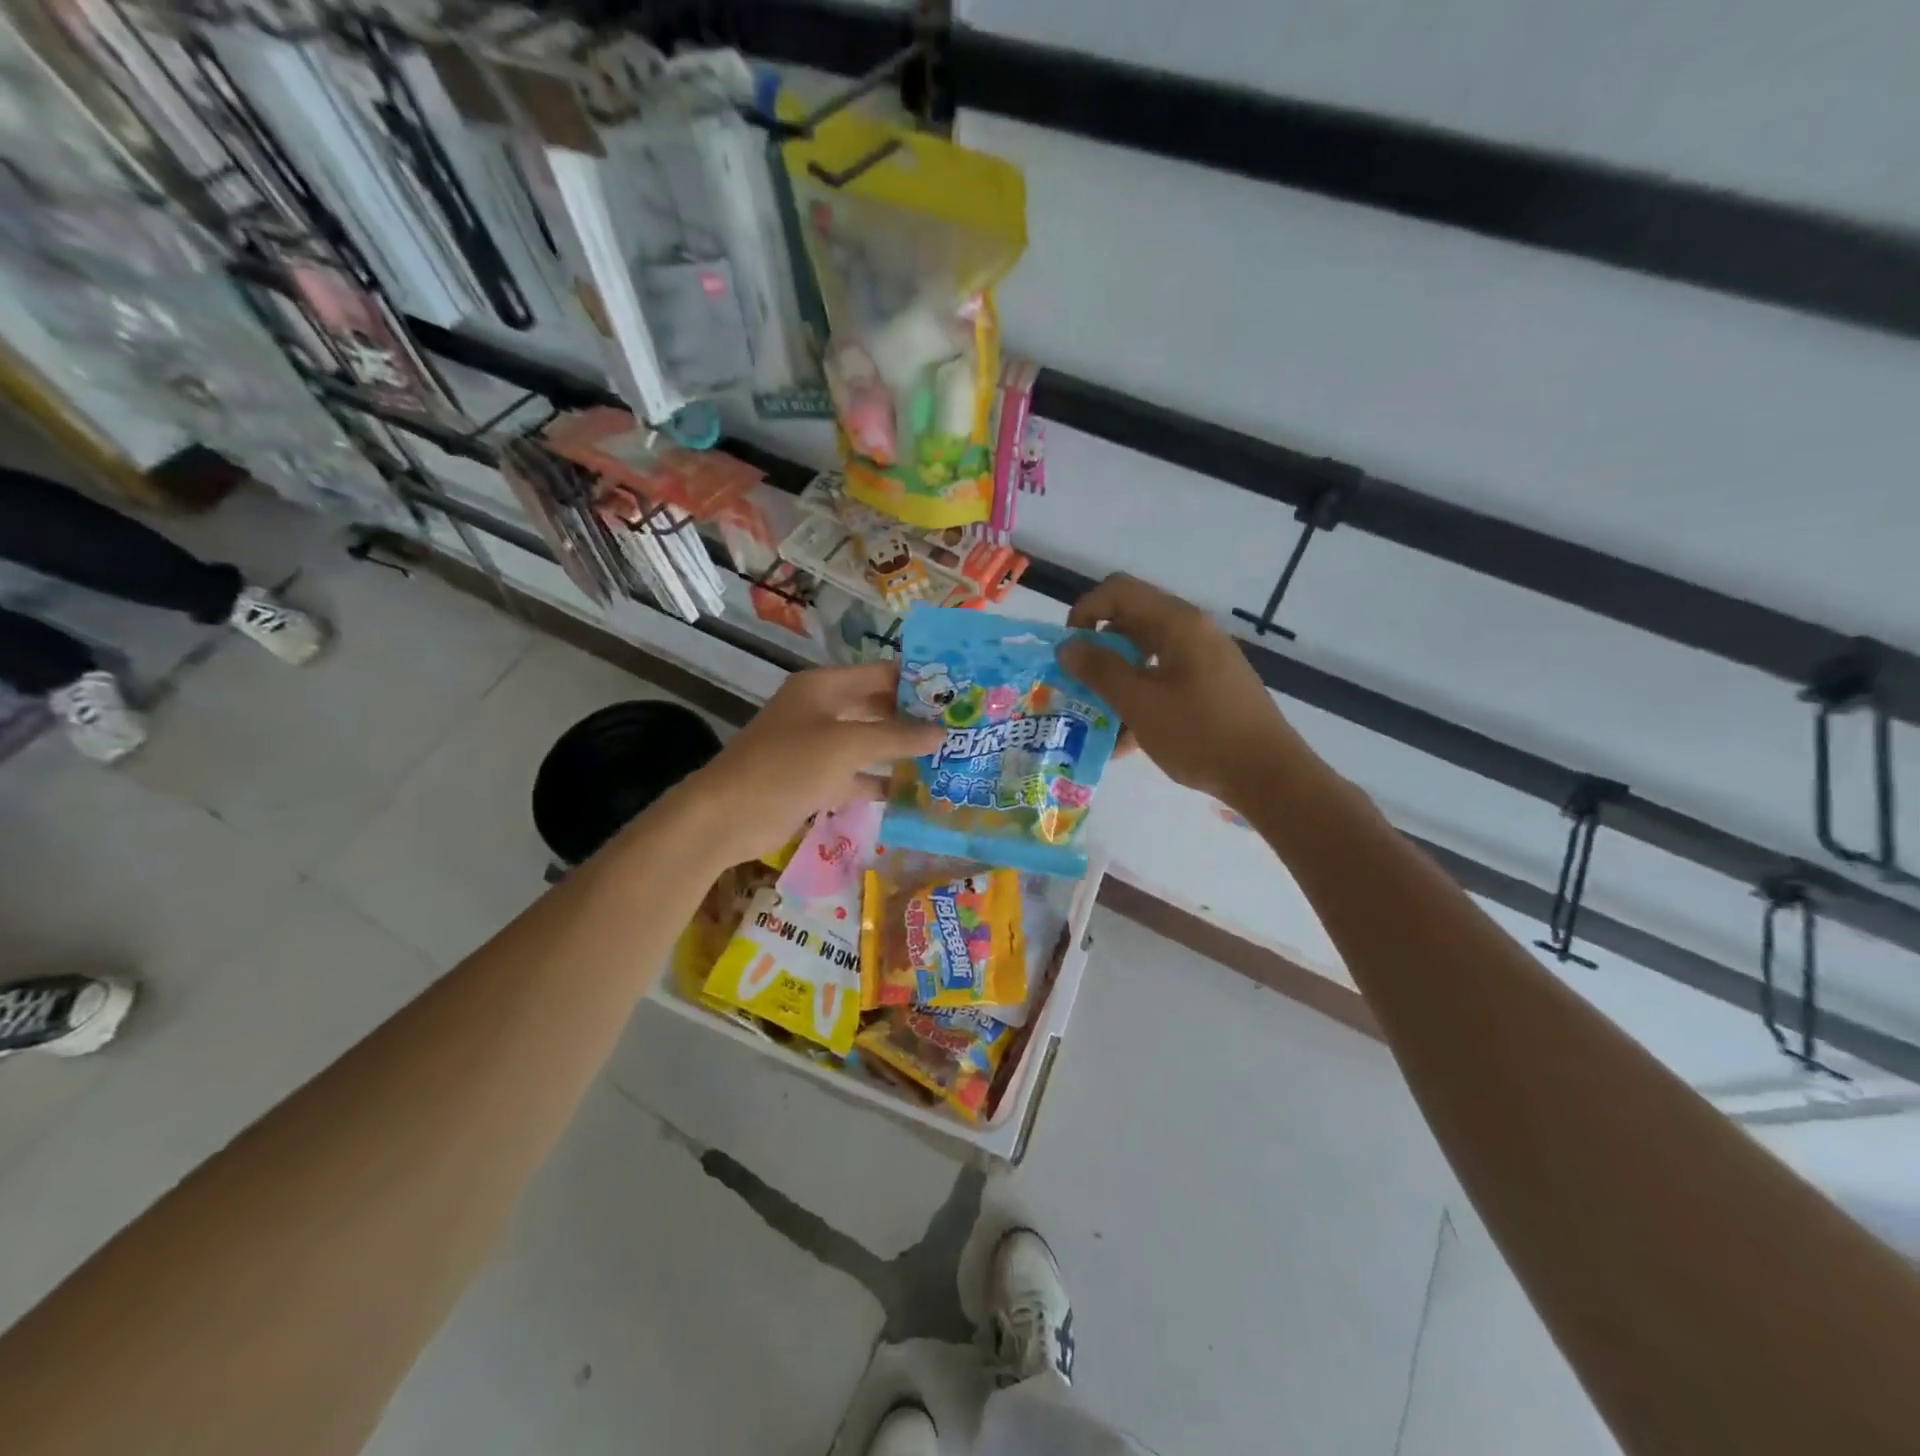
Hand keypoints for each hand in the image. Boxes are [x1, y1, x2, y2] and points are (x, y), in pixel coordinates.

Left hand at [676, 661, 943, 864]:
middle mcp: (823, 710)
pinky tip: (915, 791)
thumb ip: (896, 737)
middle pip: (877, 707)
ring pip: (869, 743)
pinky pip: (857, 775)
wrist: (729, 815)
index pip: (881, 674)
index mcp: (825, 687)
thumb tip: (942, 733)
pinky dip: (881, 782)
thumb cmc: (787, 766)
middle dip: (914, 717)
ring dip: (901, 751)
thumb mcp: (846, 745)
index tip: (957, 692)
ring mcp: (818, 747)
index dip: (917, 680)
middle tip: (958, 727)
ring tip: (946, 757)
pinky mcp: (816, 780)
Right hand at [1059, 574, 1298, 802]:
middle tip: (1076, 686)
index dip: (1084, 612)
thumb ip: (1100, 671)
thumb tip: (1067, 647)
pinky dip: (1140, 699)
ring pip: (1145, 656)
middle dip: (1097, 652)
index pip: (1118, 591)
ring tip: (1094, 718)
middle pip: (1130, 623)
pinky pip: (1164, 681)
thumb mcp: (1140, 703)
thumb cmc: (1200, 734)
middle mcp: (1192, 631)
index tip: (1069, 652)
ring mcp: (1204, 659)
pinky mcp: (1210, 687)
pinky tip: (1124, 741)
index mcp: (1177, 623)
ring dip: (1115, 681)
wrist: (1268, 776)